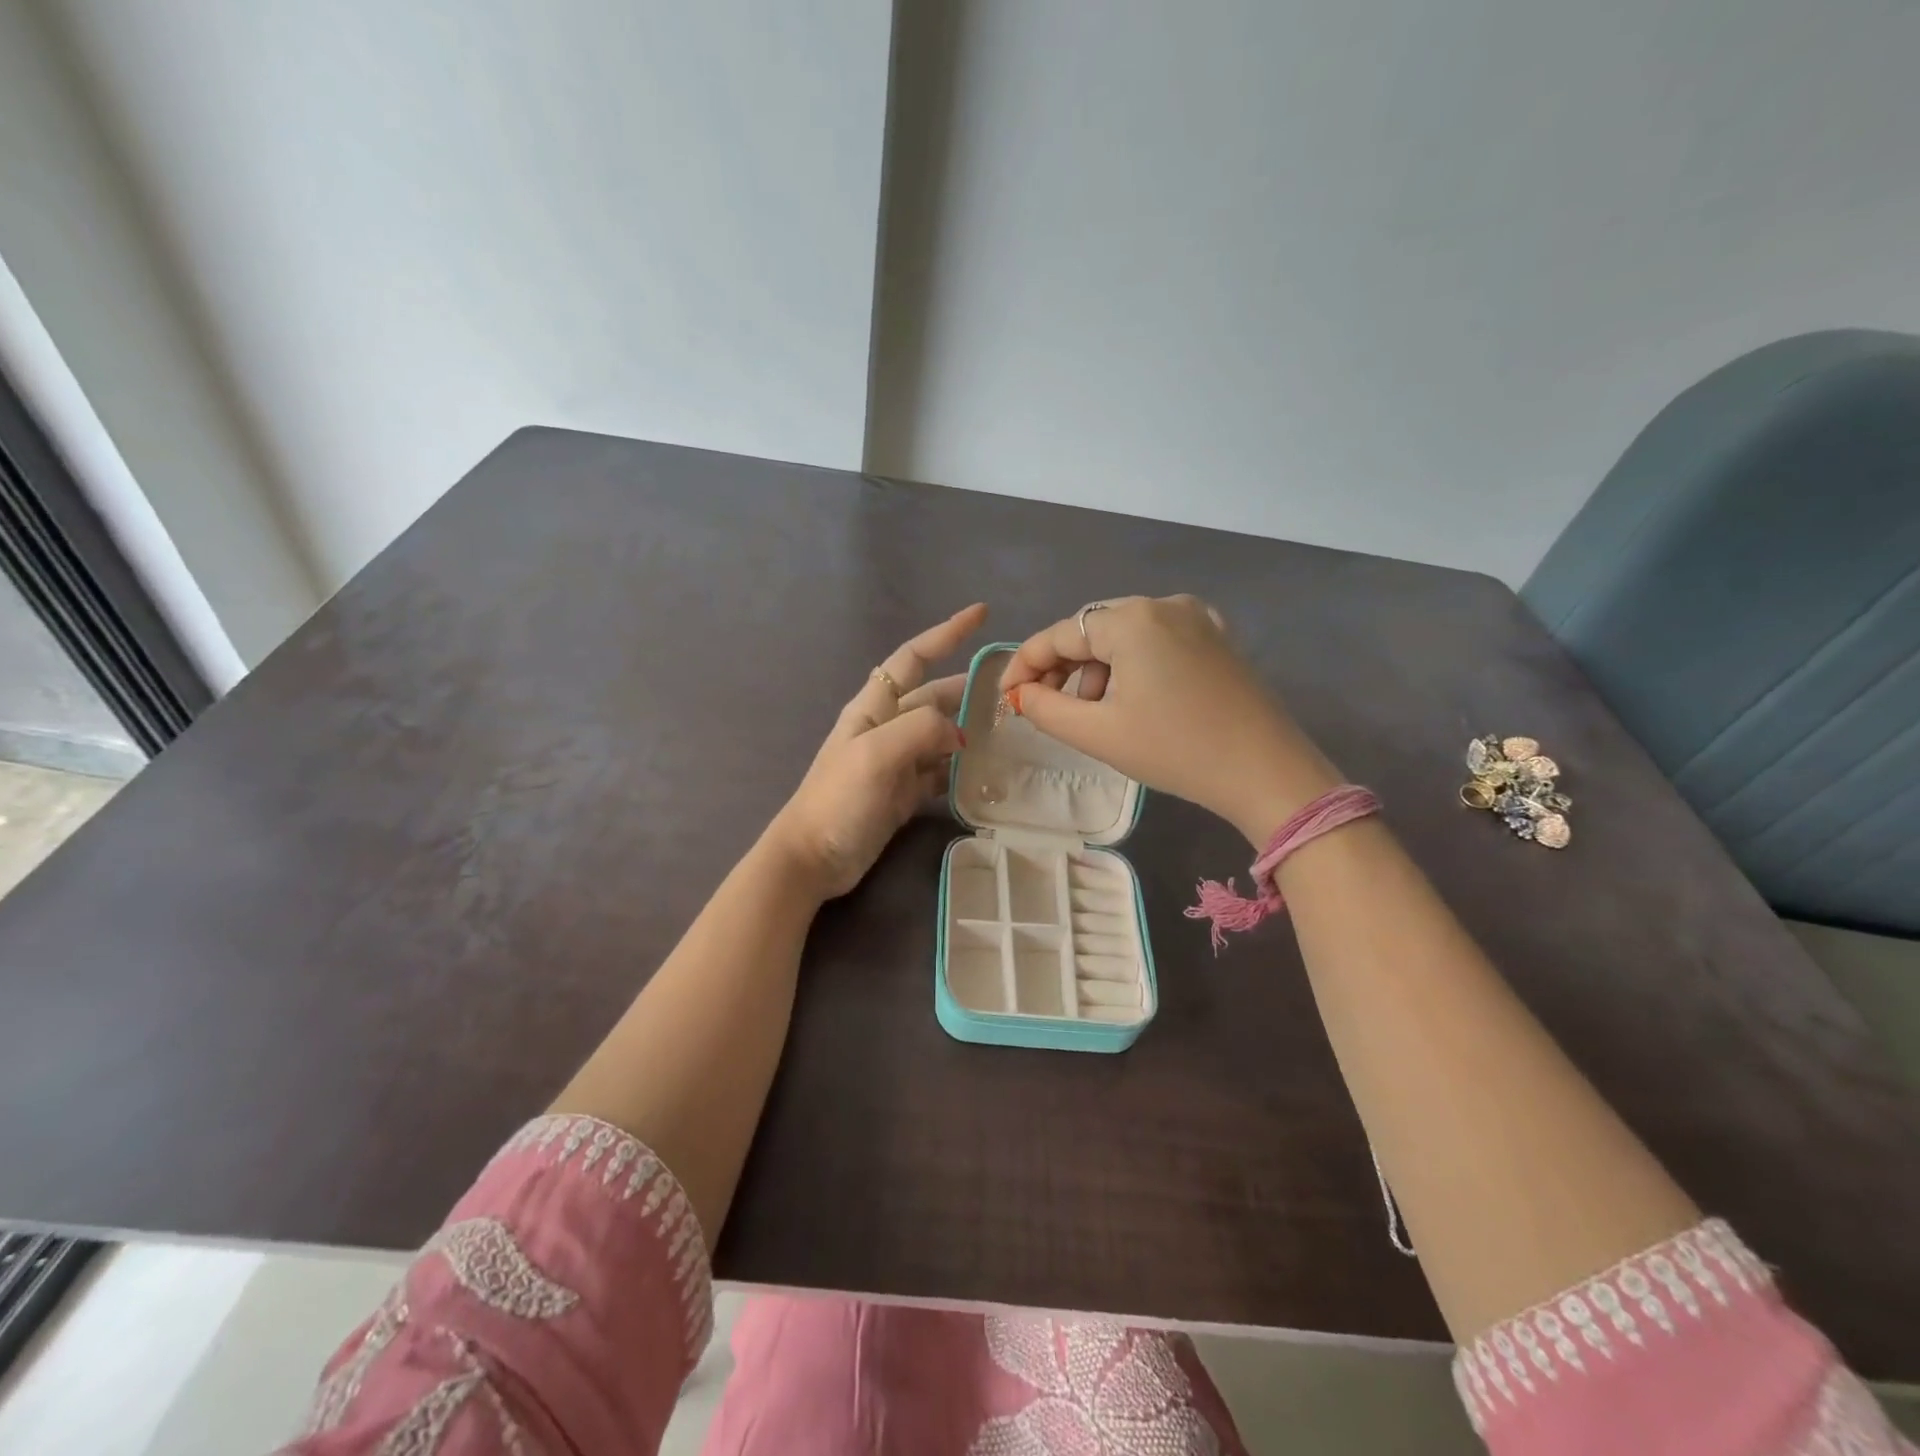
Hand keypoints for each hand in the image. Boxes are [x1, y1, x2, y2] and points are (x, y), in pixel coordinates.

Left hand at [768, 604, 987, 898]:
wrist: (813, 857)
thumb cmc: (839, 799)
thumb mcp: (876, 753)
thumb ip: (920, 729)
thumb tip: (959, 734)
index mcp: (875, 707)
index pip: (913, 657)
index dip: (945, 633)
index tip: (980, 614)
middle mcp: (887, 727)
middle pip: (934, 696)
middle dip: (969, 687)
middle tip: (1013, 691)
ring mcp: (897, 761)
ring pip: (941, 734)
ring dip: (970, 728)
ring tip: (1009, 730)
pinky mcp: (904, 792)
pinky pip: (940, 770)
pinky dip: (962, 768)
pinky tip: (986, 771)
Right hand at [997, 595, 1340, 846]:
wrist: (1266, 771)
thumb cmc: (1176, 750)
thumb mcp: (1098, 733)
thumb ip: (1045, 708)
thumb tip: (1019, 694)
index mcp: (1131, 620)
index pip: (1059, 635)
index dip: (1025, 664)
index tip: (1006, 696)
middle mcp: (1163, 604)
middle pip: (1092, 630)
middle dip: (1063, 668)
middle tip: (1045, 707)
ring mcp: (1196, 617)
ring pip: (1124, 634)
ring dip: (1097, 668)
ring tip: (1093, 711)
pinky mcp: (1216, 636)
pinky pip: (1157, 639)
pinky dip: (1132, 663)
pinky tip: (1132, 696)